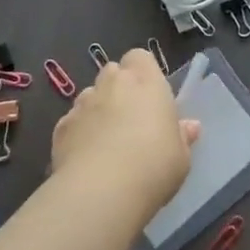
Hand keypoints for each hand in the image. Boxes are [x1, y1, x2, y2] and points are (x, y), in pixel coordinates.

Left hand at [50, 48, 199, 218]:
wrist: (101, 191)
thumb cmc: (153, 167)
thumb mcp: (181, 157)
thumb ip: (182, 136)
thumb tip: (189, 126)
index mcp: (146, 82)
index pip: (139, 57)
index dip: (143, 72)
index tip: (150, 95)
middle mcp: (112, 84)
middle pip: (112, 72)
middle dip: (118, 88)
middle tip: (130, 118)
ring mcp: (83, 104)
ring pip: (89, 96)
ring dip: (97, 110)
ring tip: (105, 141)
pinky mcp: (60, 127)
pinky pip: (72, 122)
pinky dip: (78, 133)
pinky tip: (85, 159)